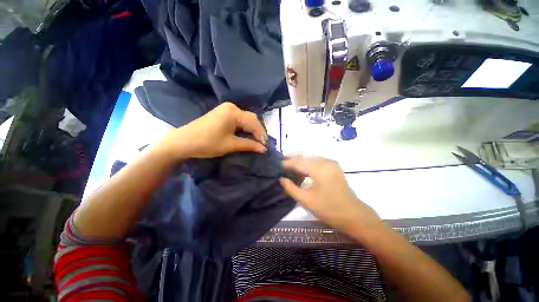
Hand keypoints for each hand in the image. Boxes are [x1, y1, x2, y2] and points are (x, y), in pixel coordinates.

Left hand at [158, 102, 266, 158]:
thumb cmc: (207, 143)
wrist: (183, 142)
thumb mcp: (230, 145)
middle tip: (262, 144)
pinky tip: (246, 136)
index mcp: (234, 112)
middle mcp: (231, 107)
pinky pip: (238, 121)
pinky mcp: (223, 115)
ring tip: (256, 142)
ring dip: (251, 131)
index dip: (261, 135)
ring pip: (245, 120)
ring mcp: (226, 110)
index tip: (265, 147)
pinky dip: (244, 129)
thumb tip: (264, 149)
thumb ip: (249, 145)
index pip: (254, 122)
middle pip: (251, 119)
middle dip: (257, 132)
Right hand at [279, 156, 381, 232]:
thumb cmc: (329, 209)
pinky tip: (301, 170)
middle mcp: (326, 161)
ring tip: (289, 166)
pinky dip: (307, 163)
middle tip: (281, 162)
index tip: (277, 165)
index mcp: (320, 169)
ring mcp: (331, 163)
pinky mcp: (333, 167)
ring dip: (299, 160)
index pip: (299, 162)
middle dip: (292, 158)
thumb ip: (291, 188)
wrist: (353, 215)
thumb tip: (281, 179)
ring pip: (310, 157)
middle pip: (305, 156)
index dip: (287, 163)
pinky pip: (316, 161)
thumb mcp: (306, 200)